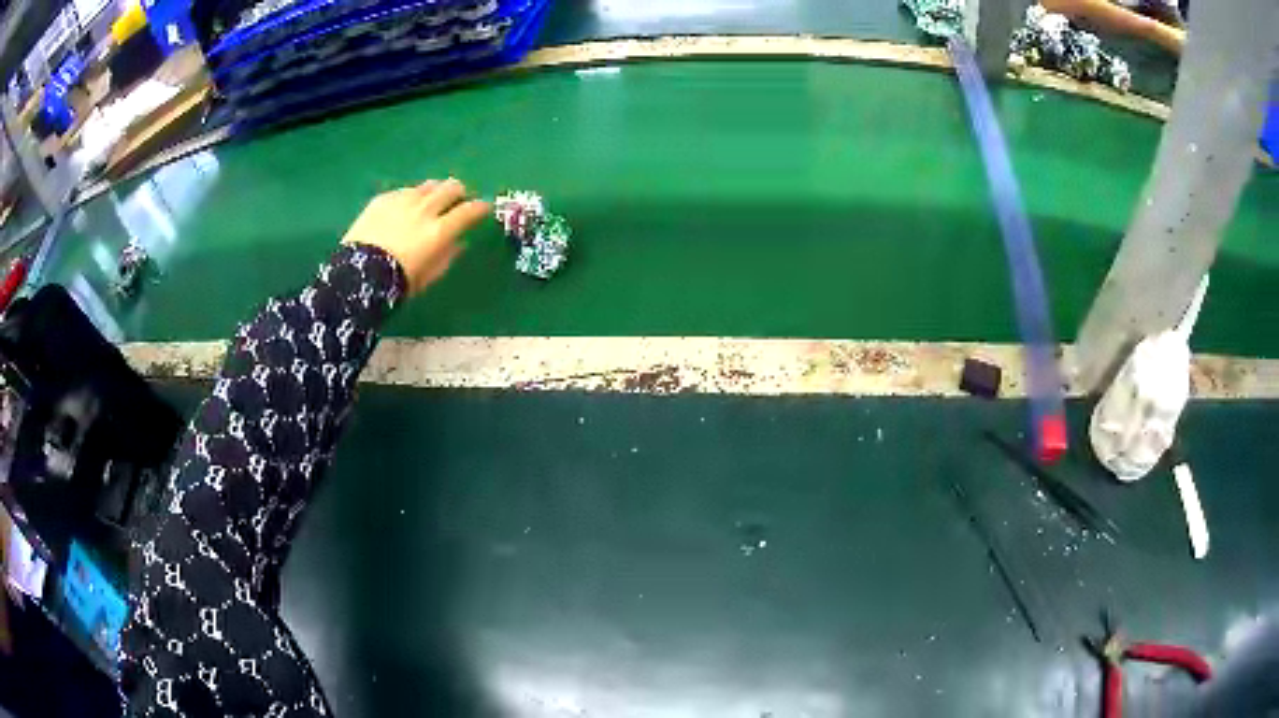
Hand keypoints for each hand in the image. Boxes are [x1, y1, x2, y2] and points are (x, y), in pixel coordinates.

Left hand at [342, 178, 490, 294]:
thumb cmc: (397, 283)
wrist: (357, 276)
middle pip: (451, 188)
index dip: (481, 207)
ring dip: (436, 191)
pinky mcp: (384, 198)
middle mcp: (424, 210)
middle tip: (458, 200)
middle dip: (460, 192)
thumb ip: (447, 257)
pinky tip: (406, 207)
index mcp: (439, 231)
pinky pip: (405, 191)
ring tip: (432, 200)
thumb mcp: (428, 276)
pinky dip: (412, 197)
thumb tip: (459, 243)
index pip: (469, 211)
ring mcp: (403, 200)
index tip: (484, 208)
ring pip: (429, 185)